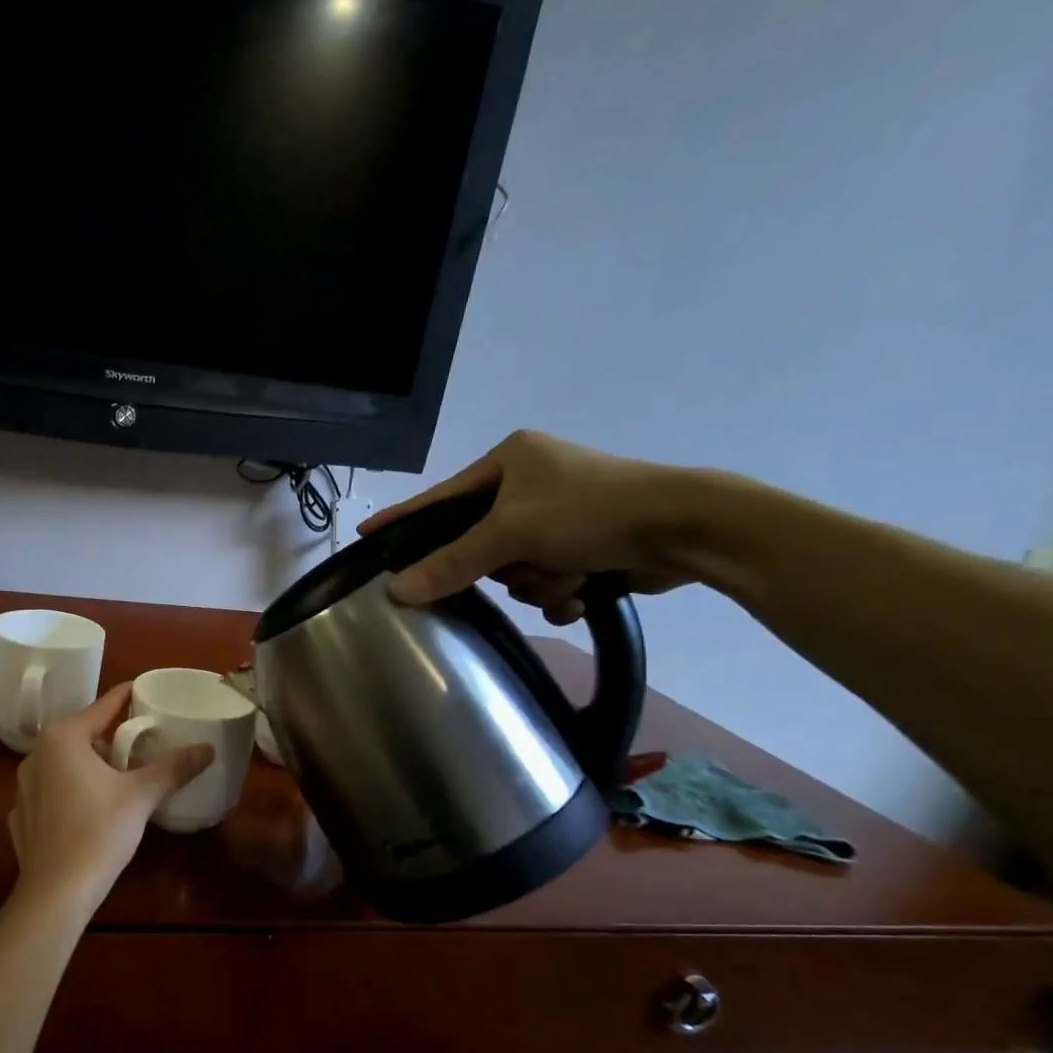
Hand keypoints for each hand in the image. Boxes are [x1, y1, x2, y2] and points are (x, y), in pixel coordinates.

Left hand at [7, 683, 213, 914]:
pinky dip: (70, 792)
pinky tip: (88, 809)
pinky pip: (50, 791)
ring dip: (90, 765)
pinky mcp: (21, 815)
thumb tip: (208, 748)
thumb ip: (173, 768)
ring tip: (119, 778)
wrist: (56, 891)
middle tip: (141, 744)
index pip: (102, 706)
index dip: (126, 698)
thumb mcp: (141, 796)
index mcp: (63, 738)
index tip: (144, 691)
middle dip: (111, 738)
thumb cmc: (99, 832)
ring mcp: (23, 786)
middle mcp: (36, 754)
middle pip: (81, 734)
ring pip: (63, 763)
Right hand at [358, 430, 702, 621]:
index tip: (366, 534)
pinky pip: (545, 579)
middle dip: (505, 564)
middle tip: (522, 563)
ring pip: (514, 569)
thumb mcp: (512, 534)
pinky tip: (584, 588)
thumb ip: (451, 563)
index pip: (440, 497)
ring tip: (571, 572)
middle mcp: (531, 483)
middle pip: (479, 543)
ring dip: (539, 581)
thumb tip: (396, 591)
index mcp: (510, 461)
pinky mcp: (585, 543)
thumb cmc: (590, 512)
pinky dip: (561, 590)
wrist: (686, 530)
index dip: (403, 519)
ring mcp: (559, 515)